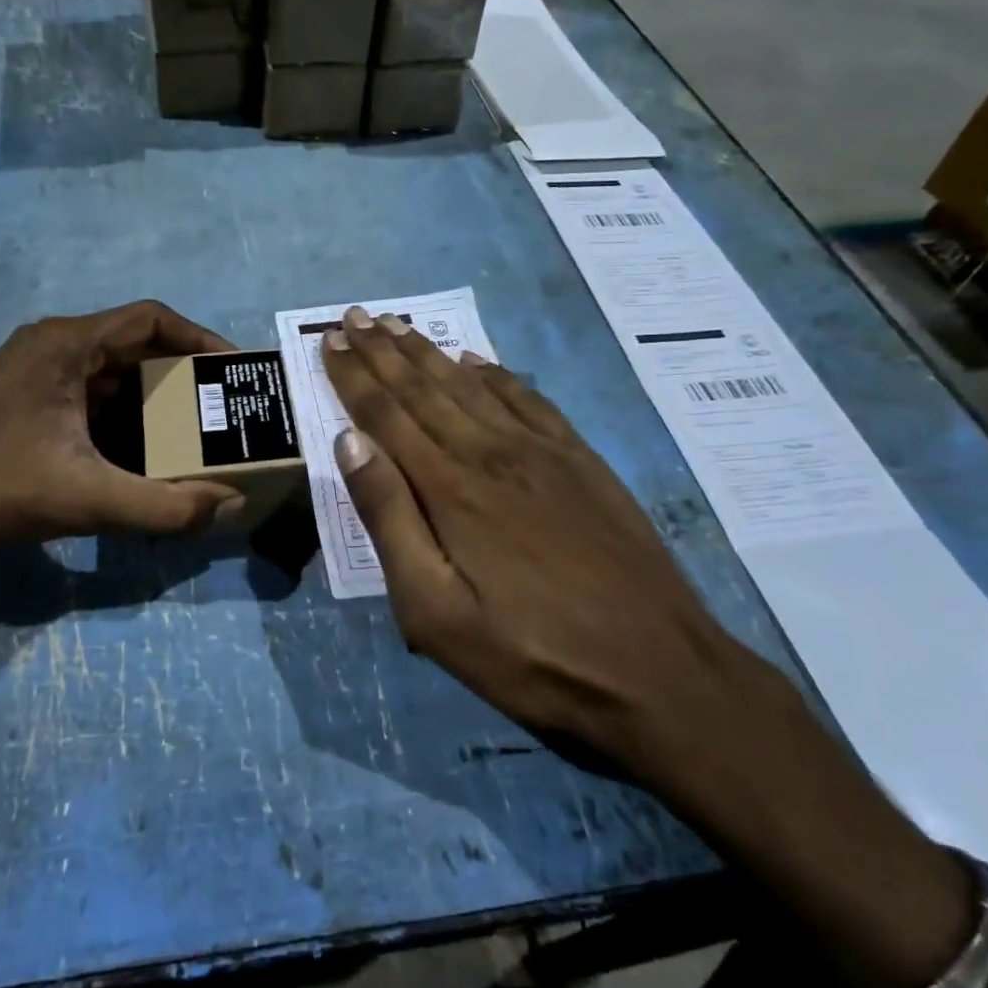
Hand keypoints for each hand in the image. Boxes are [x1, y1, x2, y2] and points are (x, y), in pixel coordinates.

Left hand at [0, 300, 244, 542]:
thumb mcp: (85, 497)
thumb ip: (162, 506)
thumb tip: (229, 505)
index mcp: (69, 344)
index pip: (151, 318)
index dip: (200, 339)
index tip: (234, 371)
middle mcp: (57, 346)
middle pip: (138, 347)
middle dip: (184, 377)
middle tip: (223, 409)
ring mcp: (40, 371)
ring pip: (116, 375)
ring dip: (156, 401)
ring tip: (196, 433)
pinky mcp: (31, 398)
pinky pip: (95, 397)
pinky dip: (128, 418)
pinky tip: (146, 454)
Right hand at [318, 306, 752, 784]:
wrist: (657, 673)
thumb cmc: (529, 655)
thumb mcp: (435, 611)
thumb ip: (389, 519)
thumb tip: (350, 443)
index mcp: (449, 487)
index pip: (386, 414)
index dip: (354, 375)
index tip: (331, 339)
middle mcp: (490, 452)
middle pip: (425, 388)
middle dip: (384, 350)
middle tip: (356, 315)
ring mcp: (541, 452)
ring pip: (470, 385)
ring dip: (429, 353)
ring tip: (399, 325)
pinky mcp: (580, 461)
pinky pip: (526, 398)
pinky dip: (495, 374)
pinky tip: (478, 361)